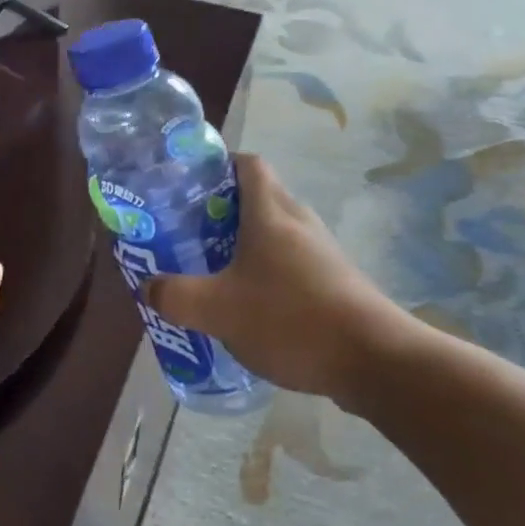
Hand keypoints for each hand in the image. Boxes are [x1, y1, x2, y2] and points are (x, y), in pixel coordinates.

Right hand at [145, 154, 403, 405]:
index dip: (218, 164)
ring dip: (244, 245)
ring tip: (212, 271)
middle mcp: (299, 221)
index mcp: (270, 212)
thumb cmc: (291, 319)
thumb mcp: (219, 310)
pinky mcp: (336, 281)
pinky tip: (250, 307)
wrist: (375, 361)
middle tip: (189, 233)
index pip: (247, 164)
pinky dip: (267, 273)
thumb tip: (149, 287)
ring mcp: (322, 252)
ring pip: (275, 233)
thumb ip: (176, 296)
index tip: (189, 183)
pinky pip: (292, 263)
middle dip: (221, 211)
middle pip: (258, 197)